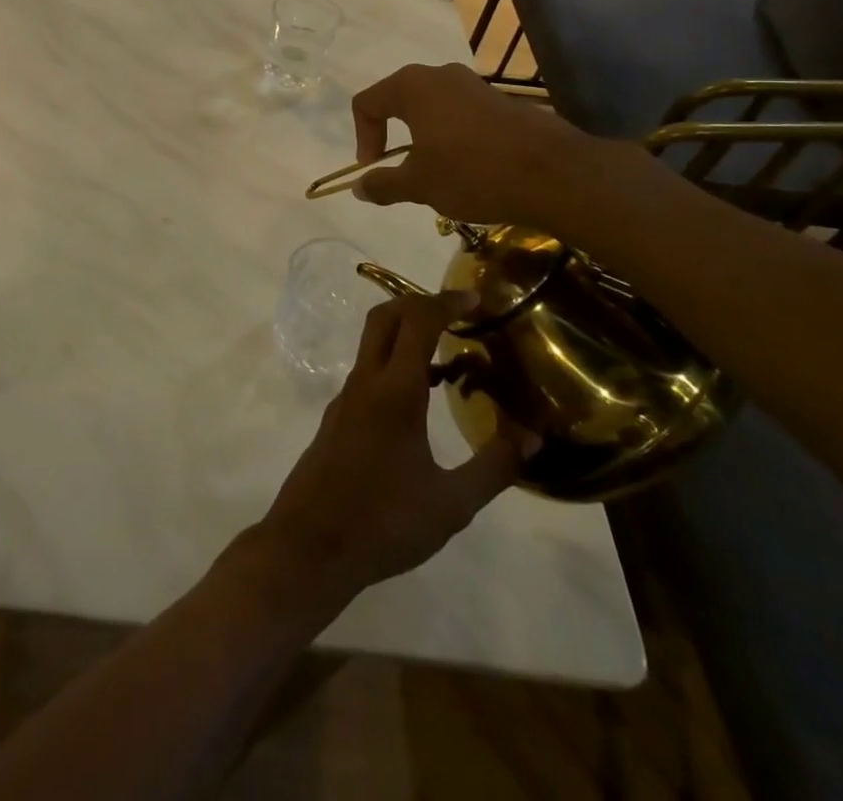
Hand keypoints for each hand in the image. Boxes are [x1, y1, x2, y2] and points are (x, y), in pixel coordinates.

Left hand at [252, 293, 538, 605]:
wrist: (311, 545)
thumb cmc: (384, 522)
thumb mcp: (451, 503)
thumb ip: (493, 466)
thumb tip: (532, 436)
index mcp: (393, 391)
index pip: (417, 322)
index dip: (445, 301)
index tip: (475, 297)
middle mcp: (364, 382)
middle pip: (384, 318)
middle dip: (418, 303)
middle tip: (457, 314)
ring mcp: (345, 399)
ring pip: (372, 345)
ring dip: (406, 335)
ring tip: (450, 357)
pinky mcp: (337, 418)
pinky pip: (368, 373)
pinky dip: (395, 365)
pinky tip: (420, 400)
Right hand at [350, 62, 611, 228]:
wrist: (555, 174)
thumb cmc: (473, 172)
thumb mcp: (420, 185)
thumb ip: (383, 183)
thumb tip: (358, 187)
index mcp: (412, 87)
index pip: (367, 102)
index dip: (362, 136)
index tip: (374, 167)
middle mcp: (440, 75)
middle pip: (398, 99)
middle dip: (390, 133)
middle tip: (397, 166)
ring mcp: (474, 85)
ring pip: (431, 106)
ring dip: (422, 136)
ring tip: (433, 171)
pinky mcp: (500, 100)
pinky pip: (460, 112)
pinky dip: (451, 135)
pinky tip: (466, 167)